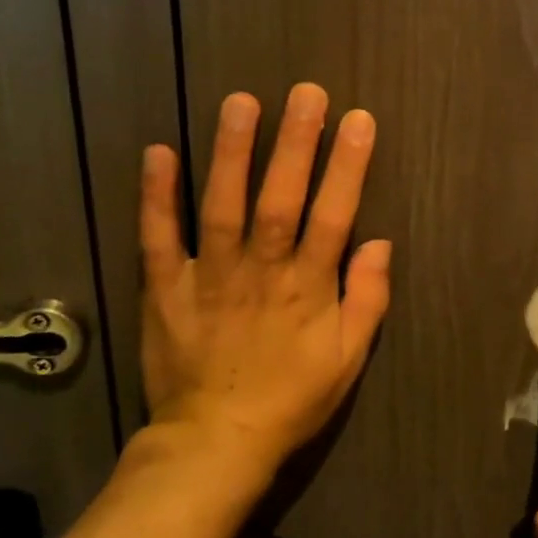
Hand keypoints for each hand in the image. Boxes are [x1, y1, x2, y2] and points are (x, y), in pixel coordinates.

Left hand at [136, 83, 390, 480]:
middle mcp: (261, 273)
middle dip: (295, 145)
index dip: (347, 167)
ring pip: (222, 208)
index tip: (358, 121)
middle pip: (280, 201)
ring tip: (241, 102)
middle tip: (306, 93)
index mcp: (308, 289)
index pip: (333, 217)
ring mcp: (209, 278)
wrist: (215, 443)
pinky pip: (158, 238)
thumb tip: (381, 243)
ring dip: (231, 154)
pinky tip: (159, 151)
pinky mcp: (165, 289)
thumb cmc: (291, 399)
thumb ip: (368, 299)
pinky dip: (157, 196)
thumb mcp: (348, 360)